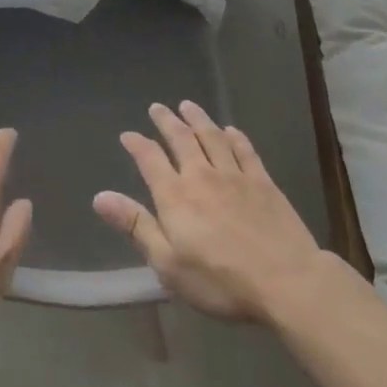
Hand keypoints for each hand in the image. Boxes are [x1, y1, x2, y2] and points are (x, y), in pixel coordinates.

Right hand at [93, 101, 328, 324]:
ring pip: (212, 137)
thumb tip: (100, 196)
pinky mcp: (263, 182)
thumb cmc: (221, 280)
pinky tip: (230, 130)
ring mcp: (235, 176)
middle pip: (181, 139)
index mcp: (175, 195)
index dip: (137, 144)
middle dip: (167, 121)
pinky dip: (235, 137)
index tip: (128, 135)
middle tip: (157, 107)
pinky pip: (245, 151)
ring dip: (198, 119)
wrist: (287, 281)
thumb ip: (136, 226)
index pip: (150, 159)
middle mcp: (201, 175)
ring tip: (187, 105)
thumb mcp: (168, 263)